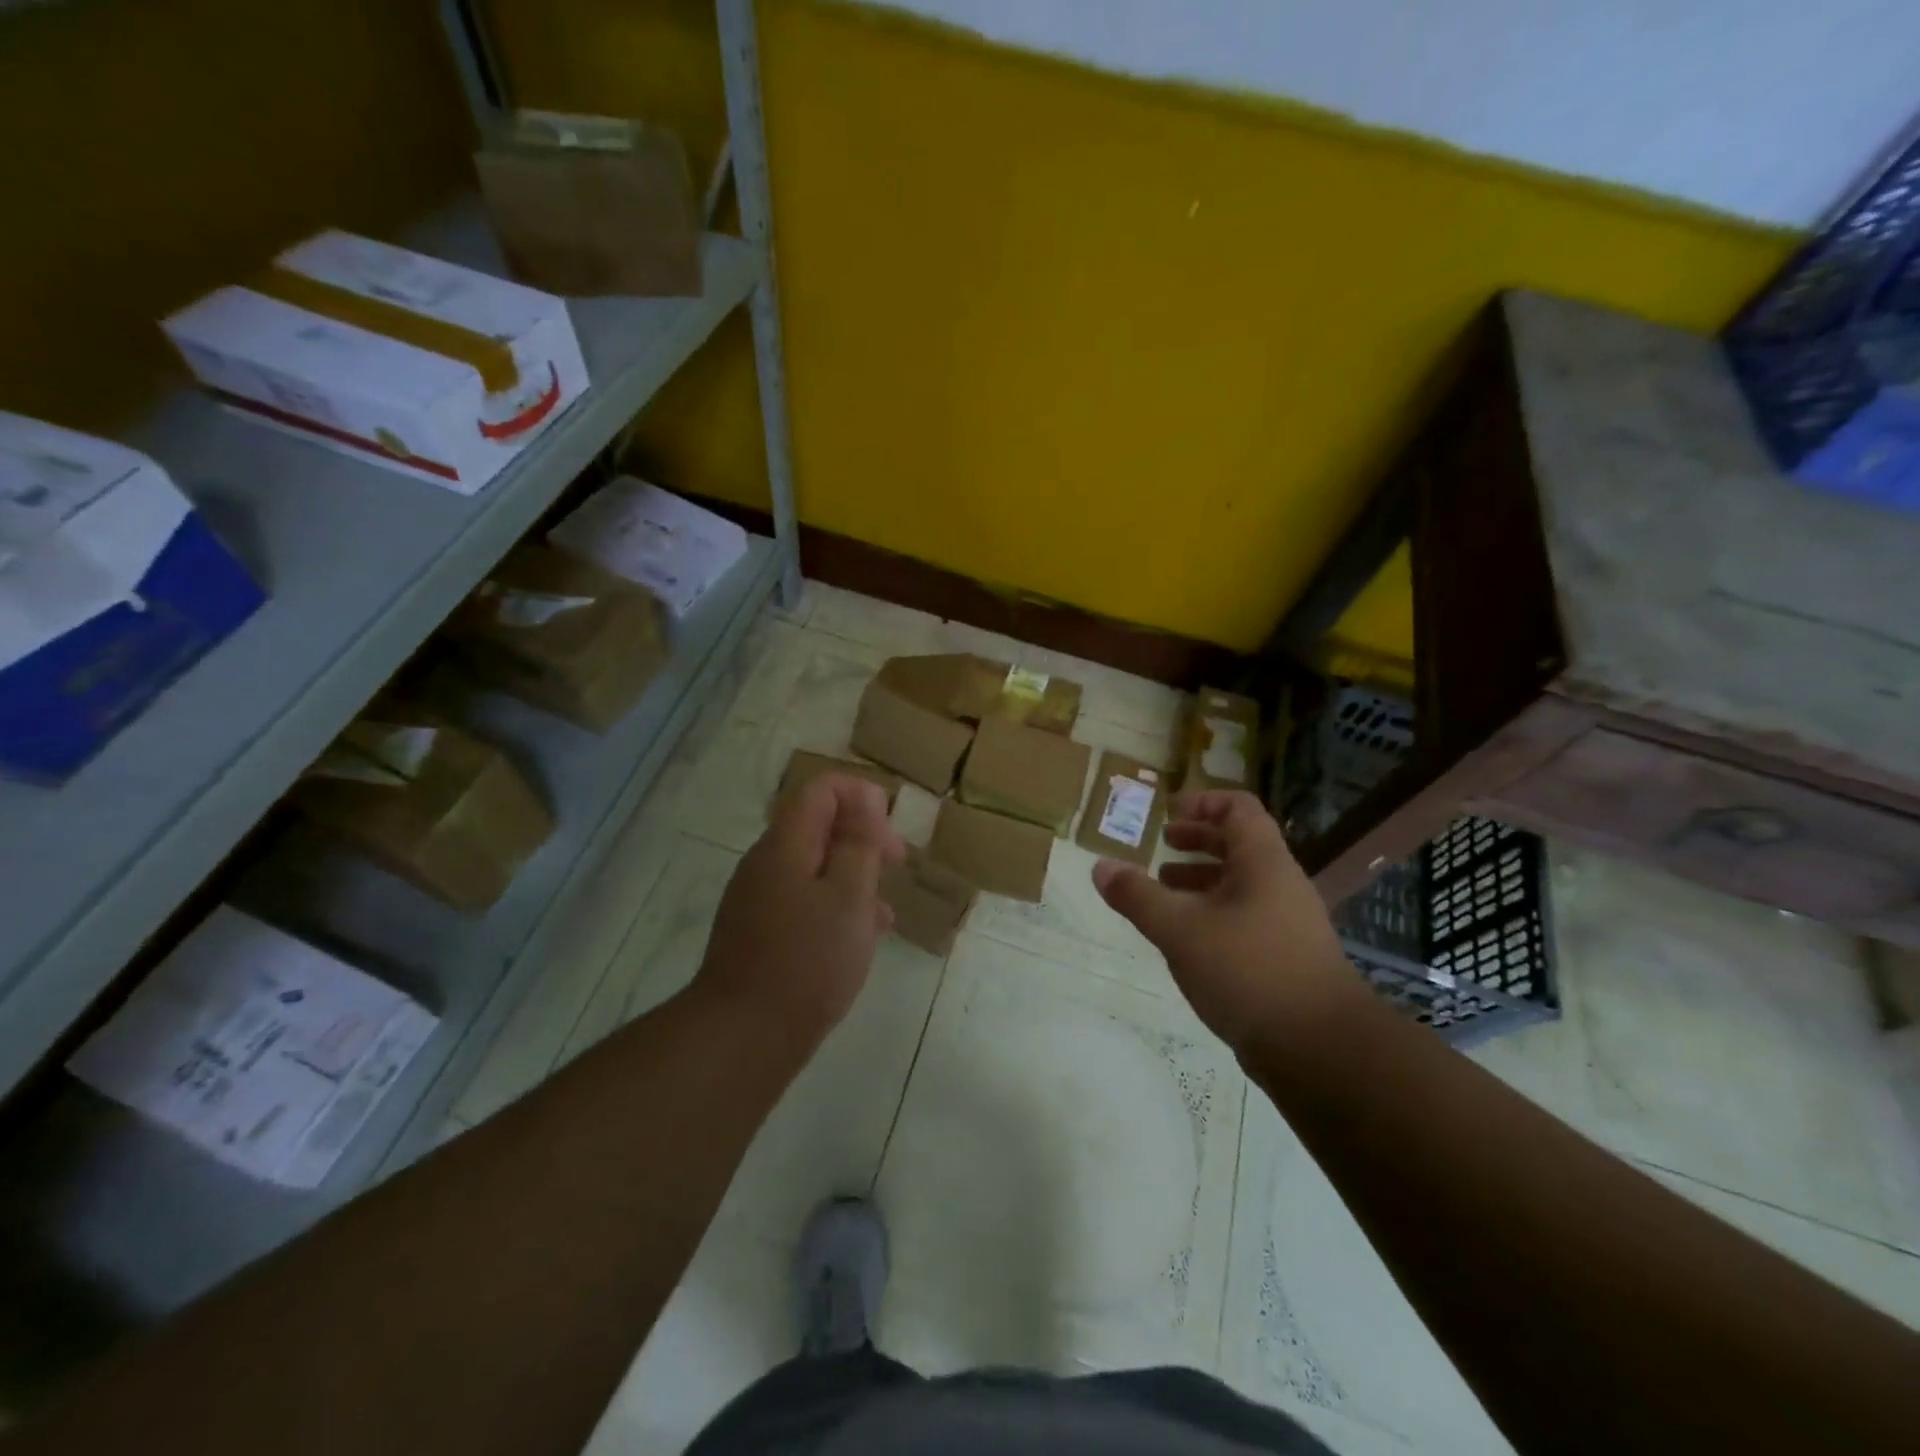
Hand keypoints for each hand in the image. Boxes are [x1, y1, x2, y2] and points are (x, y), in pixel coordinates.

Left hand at [697, 774, 905, 1040]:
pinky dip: (834, 906)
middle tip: (895, 866)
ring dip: (853, 876)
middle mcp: (765, 863)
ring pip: (813, 867)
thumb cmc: (809, 960)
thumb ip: (859, 841)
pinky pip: (802, 899)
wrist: (744, 1035)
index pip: (822, 789)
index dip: (862, 798)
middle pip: (817, 826)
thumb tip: (866, 794)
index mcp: (786, 844)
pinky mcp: (758, 931)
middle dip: (862, 838)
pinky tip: (859, 938)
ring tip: (884, 911)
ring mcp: (757, 898)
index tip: (890, 836)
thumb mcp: (850, 895)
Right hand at [1092, 790, 1360, 1051]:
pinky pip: (1243, 918)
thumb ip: (1137, 896)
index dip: (1202, 801)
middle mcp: (1280, 884)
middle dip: (1197, 840)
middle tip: (1161, 845)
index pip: (1238, 807)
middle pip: (1238, 844)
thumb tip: (1100, 867)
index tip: (1168, 812)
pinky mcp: (1284, 957)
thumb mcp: (1180, 929)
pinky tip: (1185, 939)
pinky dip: (1211, 914)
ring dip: (1200, 880)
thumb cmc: (1248, 969)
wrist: (1319, 1047)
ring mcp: (1286, 922)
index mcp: (1263, 862)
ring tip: (1163, 890)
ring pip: (1239, 885)